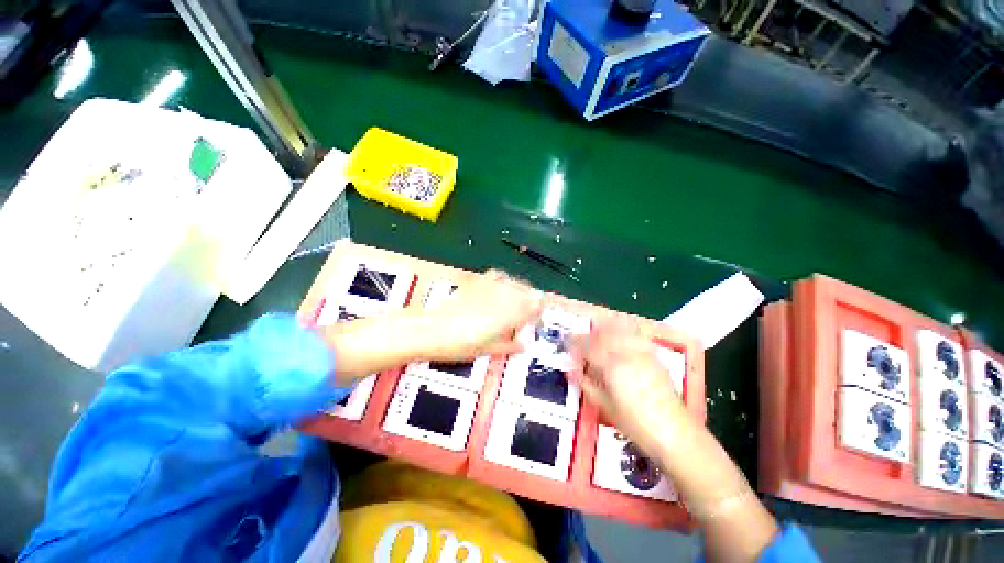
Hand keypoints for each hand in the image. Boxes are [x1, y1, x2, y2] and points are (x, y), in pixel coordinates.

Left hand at [421, 269, 541, 360]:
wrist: (430, 330)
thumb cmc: (459, 345)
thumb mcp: (487, 351)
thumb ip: (509, 346)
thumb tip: (524, 345)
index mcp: (509, 315)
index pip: (534, 307)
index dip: (541, 312)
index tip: (540, 319)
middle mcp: (503, 297)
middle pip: (528, 292)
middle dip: (534, 300)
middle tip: (532, 311)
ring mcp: (490, 287)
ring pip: (515, 282)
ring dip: (522, 290)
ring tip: (520, 299)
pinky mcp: (477, 282)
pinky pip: (498, 275)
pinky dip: (505, 280)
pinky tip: (501, 286)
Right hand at [569, 317, 686, 454]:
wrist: (674, 433)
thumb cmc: (635, 424)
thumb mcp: (604, 406)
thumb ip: (586, 383)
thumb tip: (572, 369)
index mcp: (612, 367)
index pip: (588, 347)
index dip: (575, 343)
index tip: (566, 343)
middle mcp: (626, 354)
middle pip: (602, 334)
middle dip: (588, 334)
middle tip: (578, 337)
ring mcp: (642, 353)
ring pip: (619, 331)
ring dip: (604, 328)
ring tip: (596, 330)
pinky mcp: (653, 356)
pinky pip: (634, 336)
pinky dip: (623, 330)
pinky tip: (619, 331)